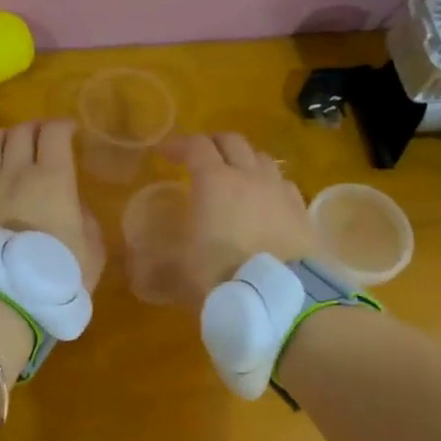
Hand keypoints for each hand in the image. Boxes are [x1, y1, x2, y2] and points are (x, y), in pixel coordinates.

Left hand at [0, 120, 104, 290]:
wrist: (3, 301)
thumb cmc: (57, 276)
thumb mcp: (91, 250)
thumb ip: (85, 220)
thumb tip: (74, 206)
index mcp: (52, 179)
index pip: (53, 132)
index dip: (63, 126)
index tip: (71, 133)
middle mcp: (16, 173)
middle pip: (20, 131)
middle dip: (35, 128)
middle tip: (44, 139)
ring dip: (5, 139)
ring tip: (13, 149)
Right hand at [165, 132, 316, 295]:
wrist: (284, 299)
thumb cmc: (223, 276)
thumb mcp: (179, 273)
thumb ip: (156, 266)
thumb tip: (137, 271)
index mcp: (214, 181)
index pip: (195, 146)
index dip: (177, 144)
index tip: (164, 153)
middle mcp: (249, 176)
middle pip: (232, 141)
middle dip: (213, 144)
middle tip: (199, 159)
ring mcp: (280, 191)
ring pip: (262, 159)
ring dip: (244, 161)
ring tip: (235, 178)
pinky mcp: (302, 211)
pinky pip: (284, 184)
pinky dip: (269, 185)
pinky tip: (265, 203)